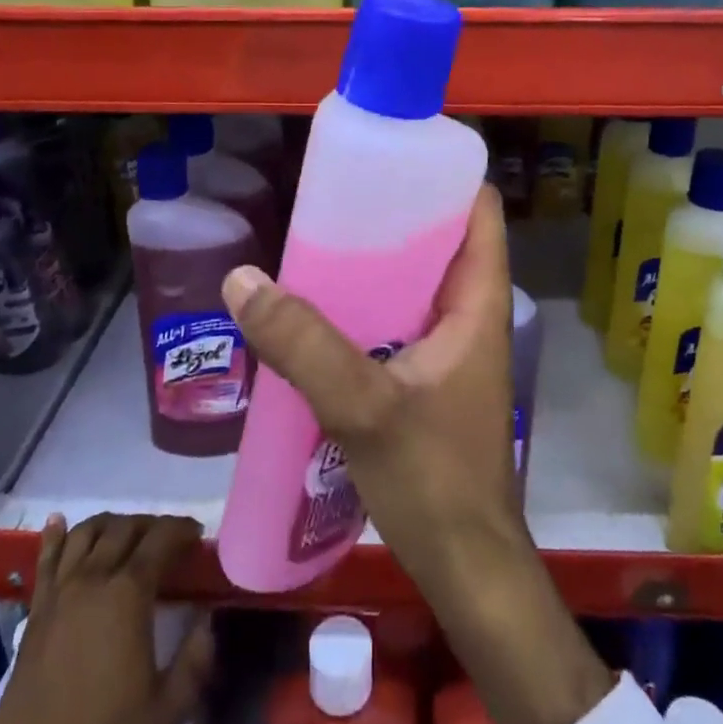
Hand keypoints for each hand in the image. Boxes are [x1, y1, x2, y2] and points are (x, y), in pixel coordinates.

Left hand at [0, 513, 214, 723]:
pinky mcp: (34, 615)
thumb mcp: (170, 707)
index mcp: (128, 595)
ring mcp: (58, 595)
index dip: (182, 529)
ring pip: (86, 534)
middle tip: (168, 540)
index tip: (197, 535)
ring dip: (111, 524)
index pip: (161, 538)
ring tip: (127, 534)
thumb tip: (208, 616)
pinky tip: (59, 523)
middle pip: (124, 528)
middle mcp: (92, 581)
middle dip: (151, 525)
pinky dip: (55, 537)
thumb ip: (198, 656)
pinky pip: (45, 561)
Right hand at [223, 185, 612, 723]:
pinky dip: (366, 306)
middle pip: (440, 240)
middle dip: (394, 215)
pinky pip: (396, 321)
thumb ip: (303, 345)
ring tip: (318, 241)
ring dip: (375, 263)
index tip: (392, 157)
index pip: (480, 211)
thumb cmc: (434, 479)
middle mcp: (469, 316)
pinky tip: (320, 310)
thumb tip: (242, 279)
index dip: (445, 176)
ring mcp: (450, 349)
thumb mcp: (364, 406)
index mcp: (477, 303)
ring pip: (414, 283)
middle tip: (334, 197)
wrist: (465, 566)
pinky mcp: (428, 379)